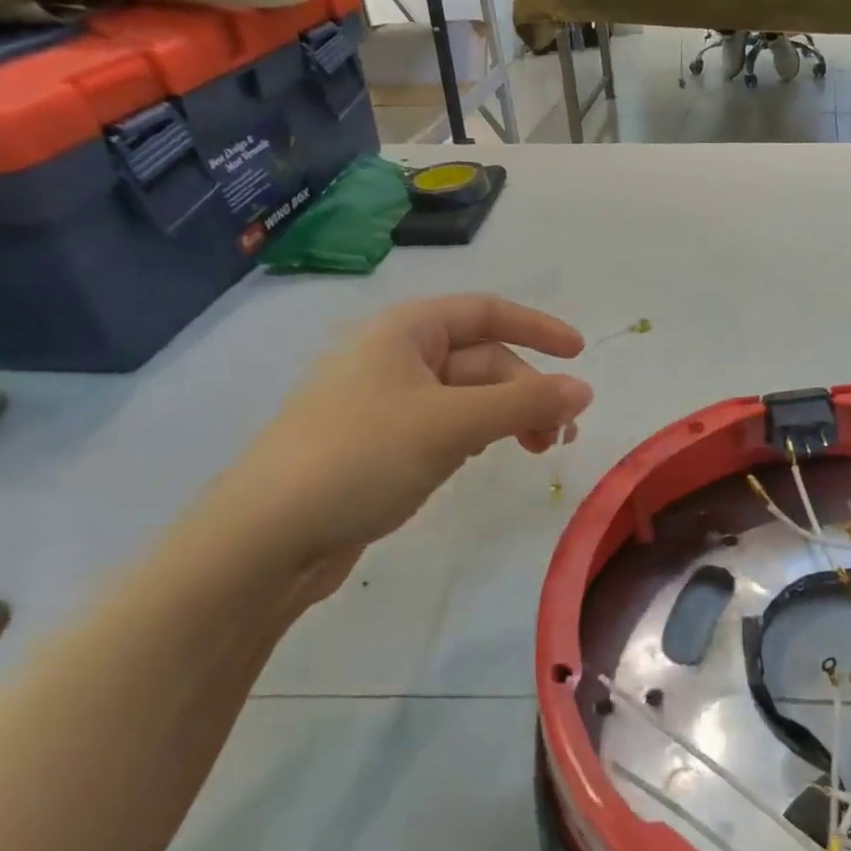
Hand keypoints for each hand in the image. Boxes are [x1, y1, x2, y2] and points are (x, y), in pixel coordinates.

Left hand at [206, 294, 592, 594]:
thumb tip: (584, 390)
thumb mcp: (451, 425)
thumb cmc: (360, 458)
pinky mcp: (381, 446)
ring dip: (508, 416)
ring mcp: (385, 403)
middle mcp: (395, 357)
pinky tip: (485, 459)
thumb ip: (523, 404)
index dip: (537, 328)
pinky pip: (446, 426)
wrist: (266, 538)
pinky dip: (477, 436)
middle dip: (527, 392)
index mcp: (404, 331)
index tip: (580, 355)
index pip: (486, 311)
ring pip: (467, 397)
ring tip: (536, 452)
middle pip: (482, 360)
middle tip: (559, 437)